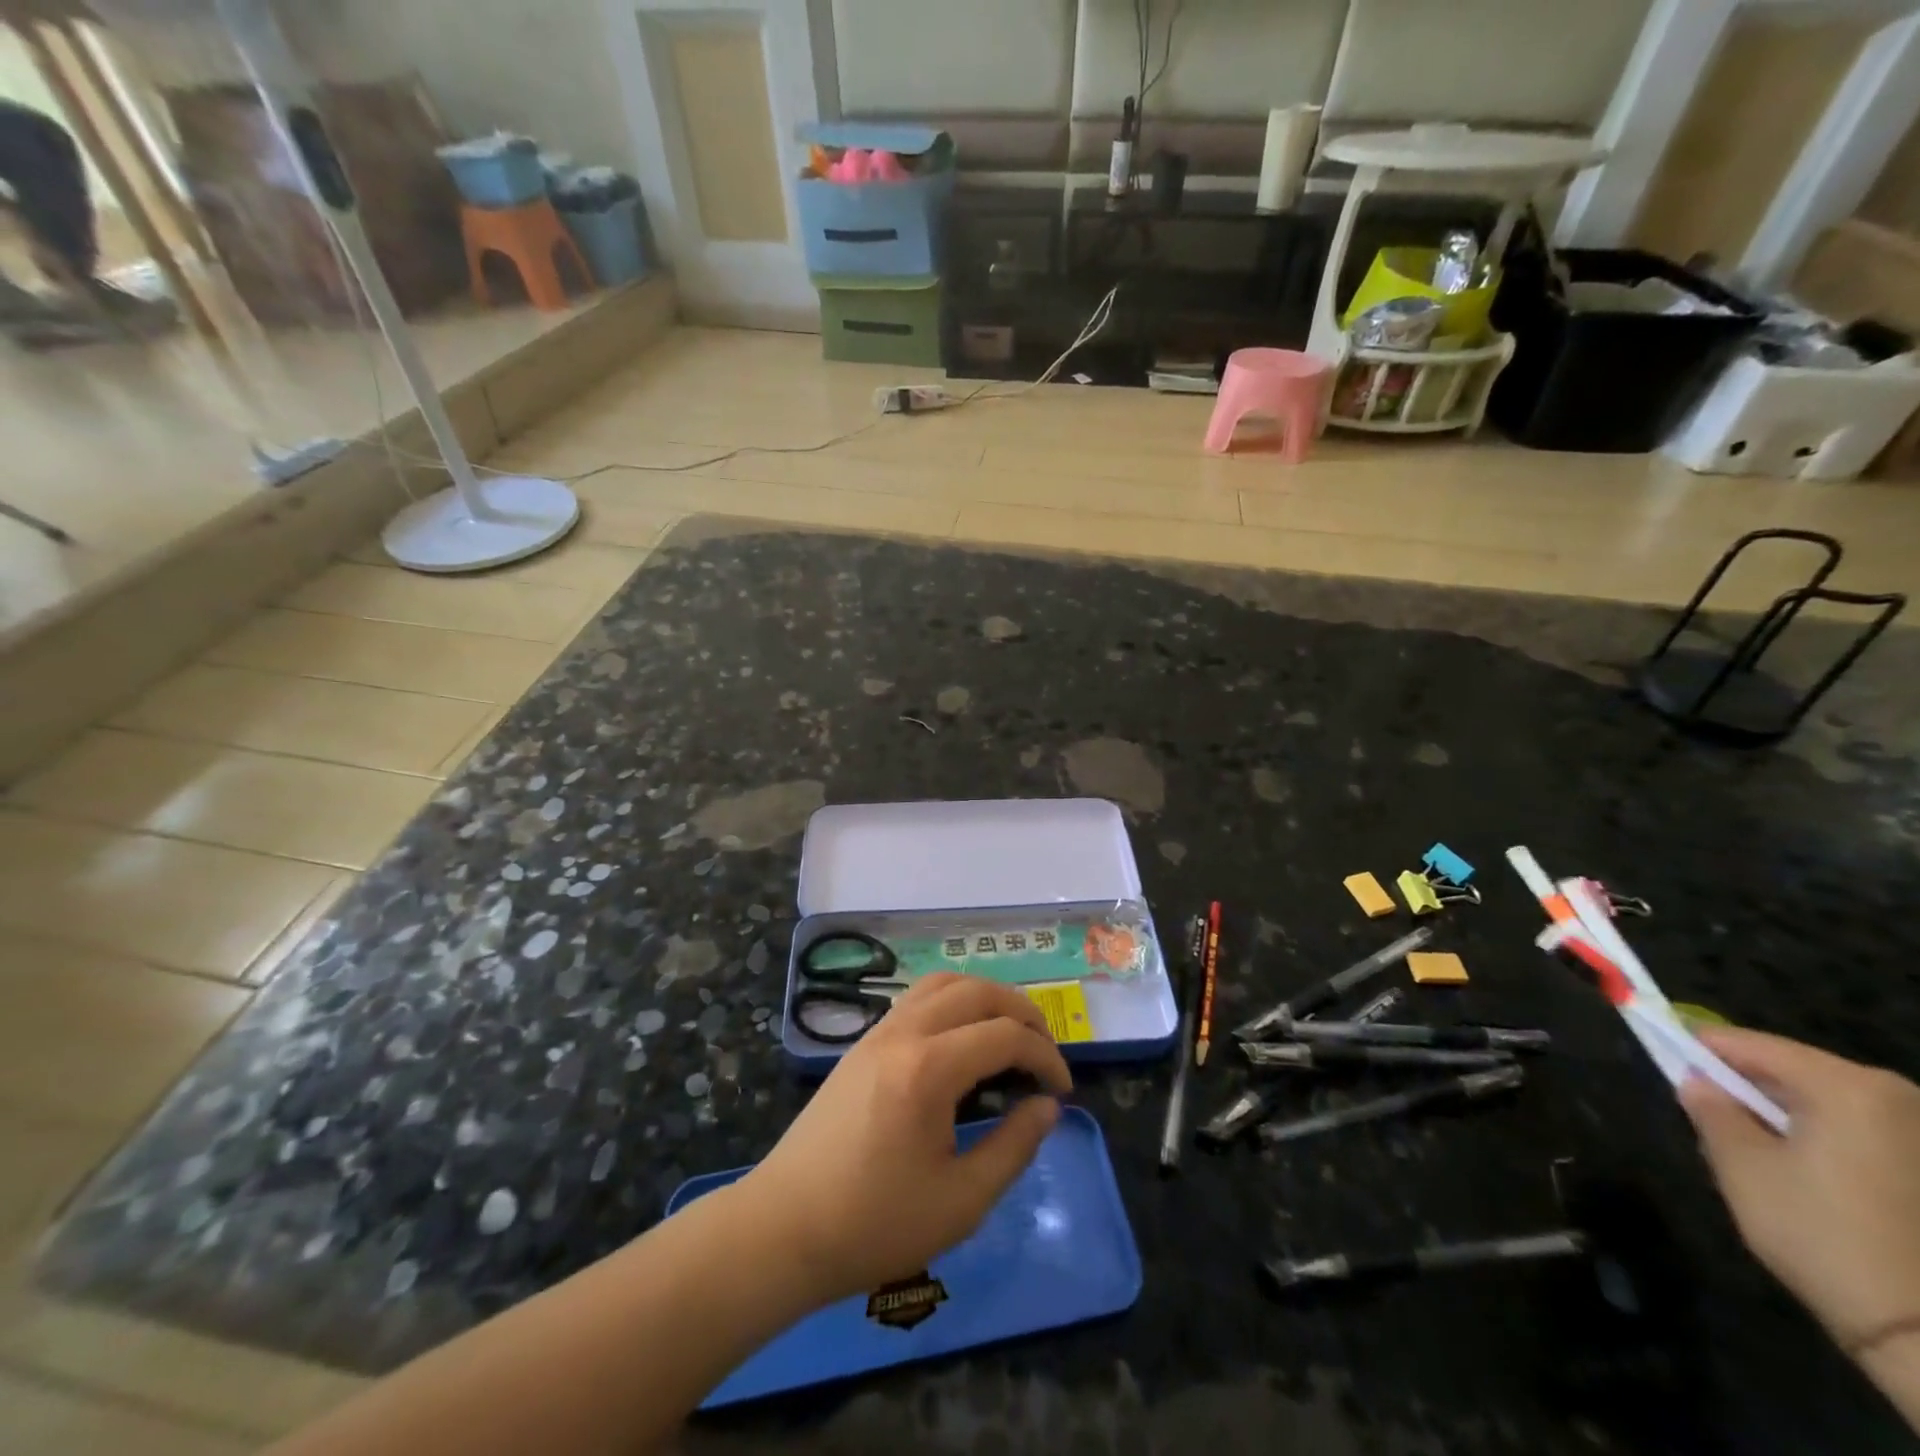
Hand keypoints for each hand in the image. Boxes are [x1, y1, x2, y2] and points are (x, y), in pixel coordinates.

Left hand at [742, 973, 1071, 1304]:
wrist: (784, 1229)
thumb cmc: (874, 1224)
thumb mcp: (960, 1202)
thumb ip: (1013, 1147)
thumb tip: (1047, 1107)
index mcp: (929, 1069)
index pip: (1005, 1035)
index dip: (1045, 1057)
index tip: (1062, 1092)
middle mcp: (904, 1033)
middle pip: (978, 991)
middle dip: (1022, 1013)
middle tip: (1045, 1053)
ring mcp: (878, 1032)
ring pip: (944, 982)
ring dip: (986, 997)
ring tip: (1009, 1034)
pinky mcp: (862, 1043)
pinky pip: (917, 997)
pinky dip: (953, 1000)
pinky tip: (962, 1039)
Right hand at [1680, 1026, 1919, 1351]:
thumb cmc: (1820, 1233)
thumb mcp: (1740, 1165)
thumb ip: (1710, 1108)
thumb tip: (1699, 1083)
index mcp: (1848, 1086)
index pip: (1748, 1044)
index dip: (1697, 1049)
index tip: (1664, 1060)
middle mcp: (1902, 1099)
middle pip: (1796, 1071)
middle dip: (1748, 1088)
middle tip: (1709, 1115)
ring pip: (1831, 1104)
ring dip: (1788, 1117)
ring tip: (1757, 1152)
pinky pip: (1865, 1134)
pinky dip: (1828, 1143)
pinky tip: (1811, 1180)